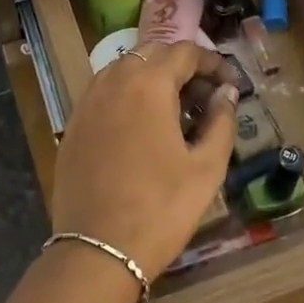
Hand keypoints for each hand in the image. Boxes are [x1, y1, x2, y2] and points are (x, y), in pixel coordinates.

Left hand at [50, 41, 238, 280]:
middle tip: (206, 95)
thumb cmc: (161, 208)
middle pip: (152, 53)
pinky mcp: (73, 124)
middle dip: (182, 65)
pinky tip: (142, 125)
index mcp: (149, 84)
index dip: (213, 62)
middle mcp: (114, 81)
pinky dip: (127, 94)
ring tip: (175, 108)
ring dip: (153, 77)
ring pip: (124, 69)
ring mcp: (87, 101)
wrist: (97, 250)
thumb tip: (227, 93)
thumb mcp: (206, 167)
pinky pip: (104, 92)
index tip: (230, 82)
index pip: (185, 52)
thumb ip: (221, 121)